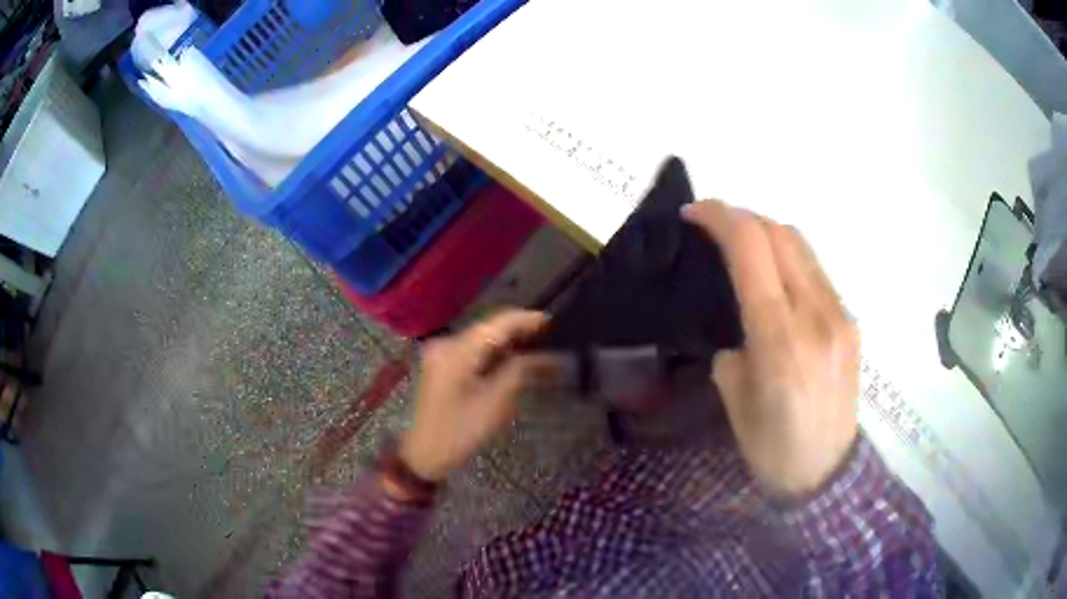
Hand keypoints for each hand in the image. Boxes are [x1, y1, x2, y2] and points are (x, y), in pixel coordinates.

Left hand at [399, 310, 557, 482]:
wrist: (425, 454)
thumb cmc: (461, 431)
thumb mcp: (496, 403)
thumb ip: (521, 371)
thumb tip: (549, 355)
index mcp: (457, 351)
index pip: (498, 324)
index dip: (527, 320)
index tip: (555, 322)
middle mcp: (447, 343)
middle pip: (490, 329)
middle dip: (521, 333)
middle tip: (553, 339)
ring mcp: (442, 353)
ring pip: (484, 340)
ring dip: (510, 344)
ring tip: (540, 351)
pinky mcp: (443, 365)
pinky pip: (474, 351)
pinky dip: (496, 354)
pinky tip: (515, 362)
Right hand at [682, 200, 859, 497]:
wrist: (826, 474)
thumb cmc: (771, 448)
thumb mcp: (735, 399)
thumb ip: (734, 345)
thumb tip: (739, 323)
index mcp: (780, 338)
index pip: (752, 248)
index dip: (720, 217)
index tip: (694, 213)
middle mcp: (817, 315)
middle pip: (781, 234)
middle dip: (742, 217)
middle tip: (713, 226)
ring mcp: (840, 315)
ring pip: (803, 247)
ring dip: (767, 234)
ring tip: (742, 247)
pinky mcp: (850, 322)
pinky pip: (817, 273)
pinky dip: (789, 260)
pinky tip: (775, 282)